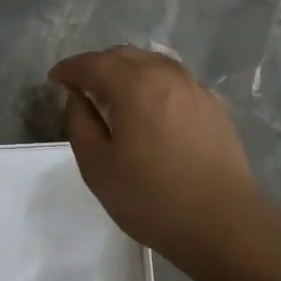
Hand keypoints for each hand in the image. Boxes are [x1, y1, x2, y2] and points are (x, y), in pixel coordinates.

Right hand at [50, 45, 265, 266]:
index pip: (92, 63)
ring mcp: (193, 86)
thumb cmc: (153, 198)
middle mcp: (164, 73)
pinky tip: (150, 108)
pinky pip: (173, 80)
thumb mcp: (98, 167)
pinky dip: (152, 83)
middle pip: (123, 56)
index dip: (70, 68)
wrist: (225, 224)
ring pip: (151, 63)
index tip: (54, 79)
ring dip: (126, 71)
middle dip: (97, 65)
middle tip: (81, 86)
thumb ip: (80, 122)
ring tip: (114, 95)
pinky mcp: (212, 104)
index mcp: (133, 83)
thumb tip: (77, 96)